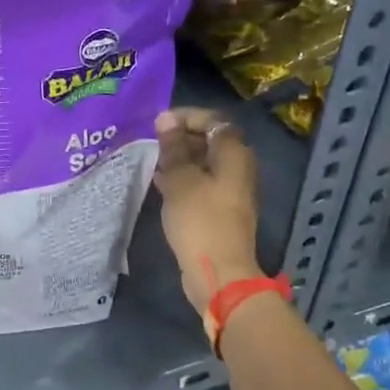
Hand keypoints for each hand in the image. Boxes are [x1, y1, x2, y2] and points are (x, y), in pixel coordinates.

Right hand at [154, 108, 263, 314]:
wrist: (219, 272)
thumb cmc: (200, 221)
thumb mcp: (181, 180)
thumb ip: (173, 148)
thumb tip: (165, 119)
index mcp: (234, 154)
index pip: (213, 120)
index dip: (186, 117)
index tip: (158, 124)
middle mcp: (238, 168)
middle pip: (210, 141)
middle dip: (180, 138)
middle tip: (152, 142)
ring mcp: (230, 191)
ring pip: (203, 163)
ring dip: (179, 159)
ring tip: (151, 161)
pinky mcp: (219, 210)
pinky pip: (200, 183)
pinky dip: (182, 179)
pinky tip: (159, 183)